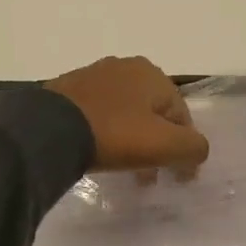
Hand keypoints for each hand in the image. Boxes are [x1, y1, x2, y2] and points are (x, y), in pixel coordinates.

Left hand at [44, 56, 209, 172]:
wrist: (49, 130)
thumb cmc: (115, 135)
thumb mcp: (166, 145)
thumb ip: (193, 148)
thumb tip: (196, 152)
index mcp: (152, 74)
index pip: (182, 115)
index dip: (184, 148)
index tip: (179, 178)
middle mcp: (125, 67)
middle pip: (152, 113)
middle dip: (157, 145)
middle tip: (151, 176)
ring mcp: (92, 76)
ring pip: (125, 113)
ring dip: (132, 140)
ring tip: (126, 169)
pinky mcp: (67, 90)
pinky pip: (98, 115)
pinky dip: (106, 133)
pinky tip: (99, 154)